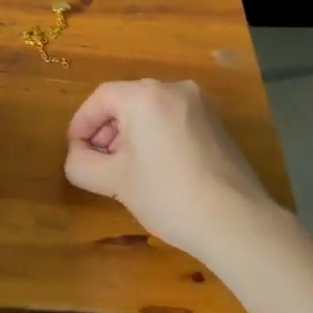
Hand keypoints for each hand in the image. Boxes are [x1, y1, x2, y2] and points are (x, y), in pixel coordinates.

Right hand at [64, 79, 276, 257]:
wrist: (237, 223)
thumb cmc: (169, 195)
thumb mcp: (116, 182)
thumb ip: (83, 164)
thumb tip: (75, 156)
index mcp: (146, 95)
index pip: (101, 98)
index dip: (82, 123)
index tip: (75, 151)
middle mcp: (174, 89)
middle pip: (126, 101)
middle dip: (106, 131)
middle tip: (97, 162)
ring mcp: (200, 105)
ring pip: (151, 111)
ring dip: (130, 135)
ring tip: (124, 169)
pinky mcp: (216, 125)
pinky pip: (173, 120)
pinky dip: (156, 136)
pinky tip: (154, 169)